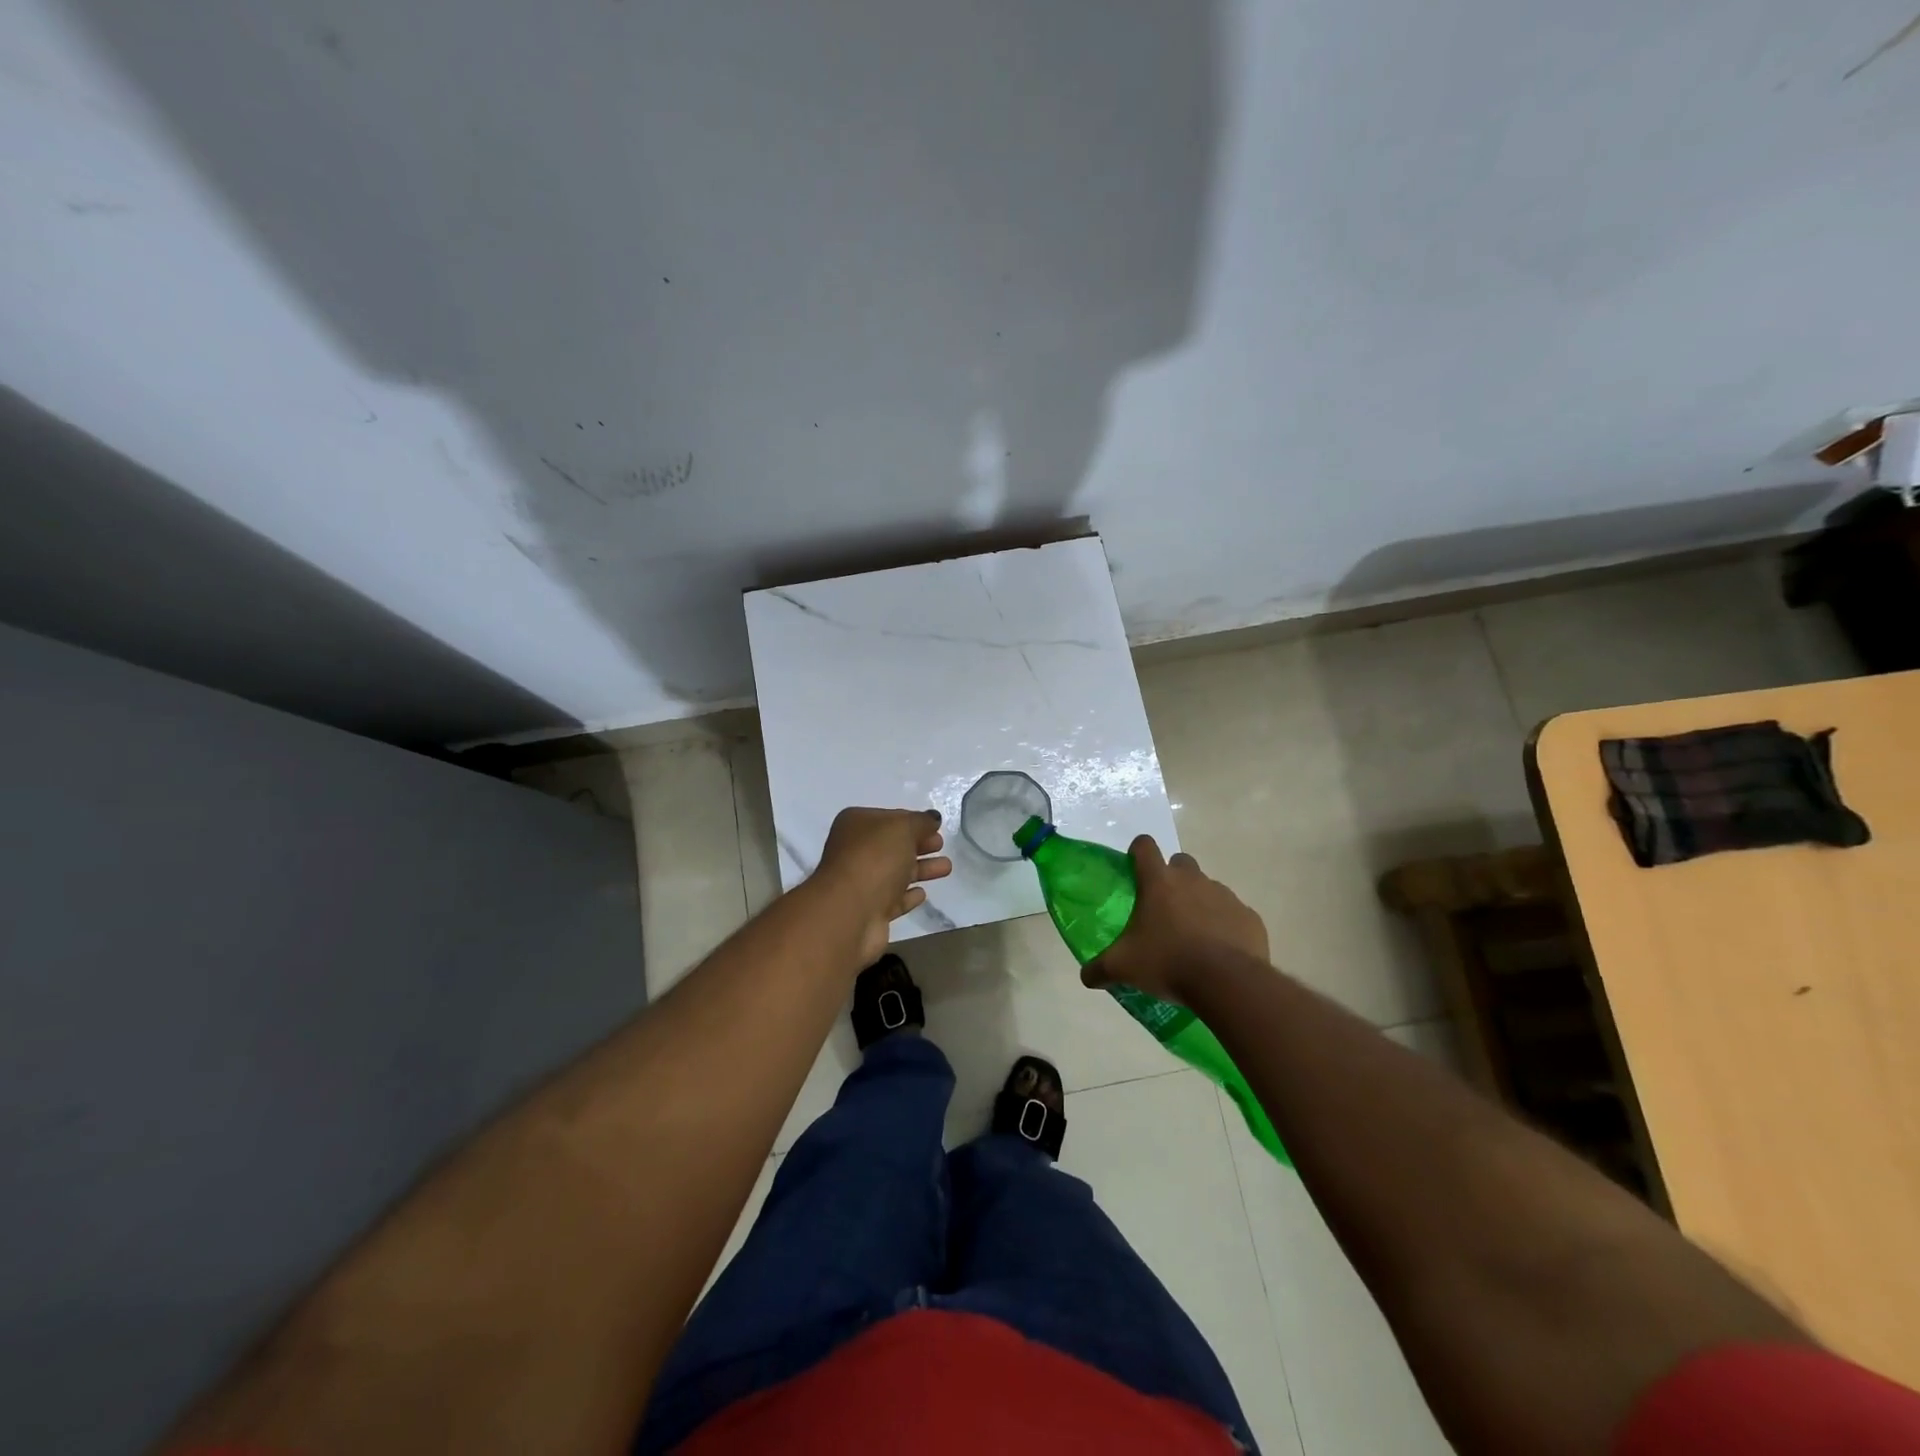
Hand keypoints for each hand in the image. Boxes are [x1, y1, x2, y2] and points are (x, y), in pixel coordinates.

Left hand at [815, 807, 952, 964]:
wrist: (850, 912)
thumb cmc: (875, 859)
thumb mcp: (903, 828)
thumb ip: (921, 822)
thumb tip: (933, 818)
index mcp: (856, 824)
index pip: (890, 818)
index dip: (914, 822)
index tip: (936, 827)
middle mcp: (854, 851)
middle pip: (893, 846)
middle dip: (919, 845)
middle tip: (941, 845)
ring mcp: (861, 883)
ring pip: (896, 872)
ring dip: (921, 869)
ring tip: (947, 868)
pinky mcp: (869, 912)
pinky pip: (893, 899)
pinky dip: (907, 896)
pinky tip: (922, 894)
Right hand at [1083, 836, 1267, 1006]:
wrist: (1227, 982)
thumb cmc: (1167, 962)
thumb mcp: (1123, 967)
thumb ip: (1100, 968)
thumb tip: (1086, 977)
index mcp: (1159, 882)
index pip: (1145, 847)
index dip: (1138, 852)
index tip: (1135, 867)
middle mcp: (1192, 880)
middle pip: (1181, 862)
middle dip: (1173, 877)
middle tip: (1164, 907)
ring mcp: (1225, 896)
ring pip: (1209, 888)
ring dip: (1200, 903)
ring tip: (1193, 936)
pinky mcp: (1249, 917)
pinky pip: (1234, 915)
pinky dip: (1226, 926)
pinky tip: (1220, 952)